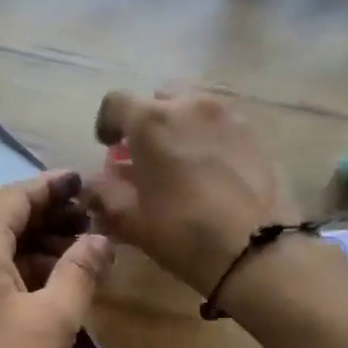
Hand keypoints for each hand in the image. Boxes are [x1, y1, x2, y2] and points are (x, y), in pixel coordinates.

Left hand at [0, 171, 113, 347]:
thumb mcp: (55, 318)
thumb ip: (80, 270)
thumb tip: (101, 239)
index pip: (13, 197)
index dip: (51, 186)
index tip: (84, 182)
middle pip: (0, 217)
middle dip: (46, 212)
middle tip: (88, 216)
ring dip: (35, 241)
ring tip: (78, 249)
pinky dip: (20, 267)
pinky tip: (51, 283)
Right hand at [84, 88, 293, 296]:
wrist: (257, 249)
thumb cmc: (183, 232)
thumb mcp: (132, 220)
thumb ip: (104, 196)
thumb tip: (90, 188)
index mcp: (151, 120)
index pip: (116, 102)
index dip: (107, 123)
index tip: (108, 146)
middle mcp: (190, 105)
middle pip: (159, 98)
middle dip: (148, 121)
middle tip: (146, 155)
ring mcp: (228, 116)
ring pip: (194, 108)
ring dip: (180, 127)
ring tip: (181, 163)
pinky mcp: (255, 134)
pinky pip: (222, 125)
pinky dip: (209, 138)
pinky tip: (211, 172)